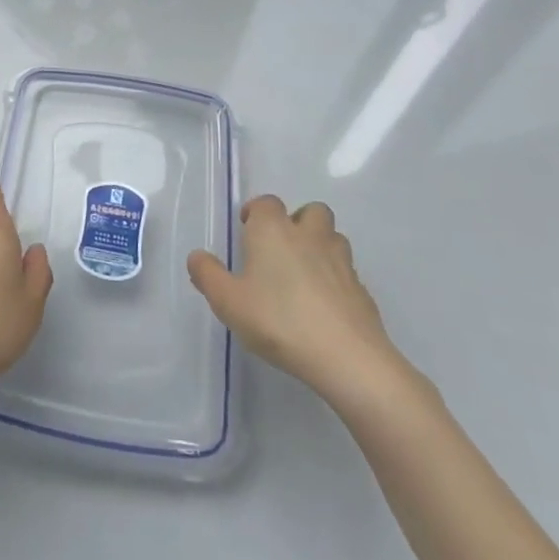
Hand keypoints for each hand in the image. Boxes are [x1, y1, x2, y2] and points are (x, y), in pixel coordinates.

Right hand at [188, 196, 419, 416]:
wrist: (346, 356)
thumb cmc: (278, 320)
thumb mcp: (228, 301)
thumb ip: (207, 275)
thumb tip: (197, 256)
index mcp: (273, 230)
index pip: (266, 203)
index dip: (256, 213)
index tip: (247, 230)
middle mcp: (309, 235)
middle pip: (310, 211)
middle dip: (297, 221)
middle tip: (280, 249)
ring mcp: (340, 260)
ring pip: (333, 236)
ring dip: (320, 245)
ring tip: (304, 273)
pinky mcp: (361, 288)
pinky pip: (346, 270)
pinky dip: (335, 277)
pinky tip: (323, 304)